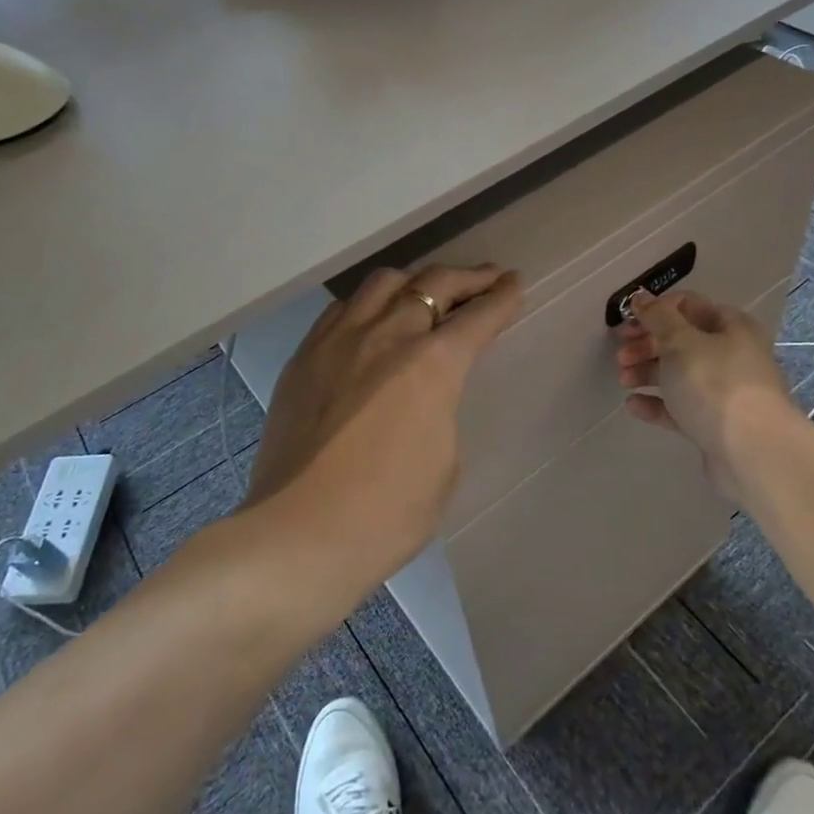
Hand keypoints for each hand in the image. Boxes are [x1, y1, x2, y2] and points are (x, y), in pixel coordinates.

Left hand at [248, 263, 521, 580]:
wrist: (298, 535)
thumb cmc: (387, 514)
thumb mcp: (445, 464)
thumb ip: (442, 410)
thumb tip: (426, 393)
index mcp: (432, 364)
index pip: (479, 316)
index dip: (503, 297)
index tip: (514, 282)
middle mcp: (387, 335)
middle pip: (434, 283)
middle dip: (468, 277)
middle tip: (487, 278)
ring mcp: (339, 340)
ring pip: (383, 283)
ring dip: (416, 280)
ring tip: (428, 291)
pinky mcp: (304, 356)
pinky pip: (343, 309)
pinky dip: (370, 303)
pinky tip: (373, 319)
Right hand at [612, 289, 792, 480]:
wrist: (751, 452)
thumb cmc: (715, 384)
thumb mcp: (681, 342)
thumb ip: (657, 317)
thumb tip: (641, 297)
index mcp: (731, 327)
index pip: (689, 306)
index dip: (656, 310)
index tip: (628, 322)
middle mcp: (731, 355)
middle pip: (681, 341)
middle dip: (647, 344)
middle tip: (621, 355)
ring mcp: (723, 392)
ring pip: (679, 374)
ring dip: (648, 372)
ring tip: (624, 380)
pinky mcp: (713, 425)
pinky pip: (679, 407)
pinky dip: (656, 404)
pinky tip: (633, 405)